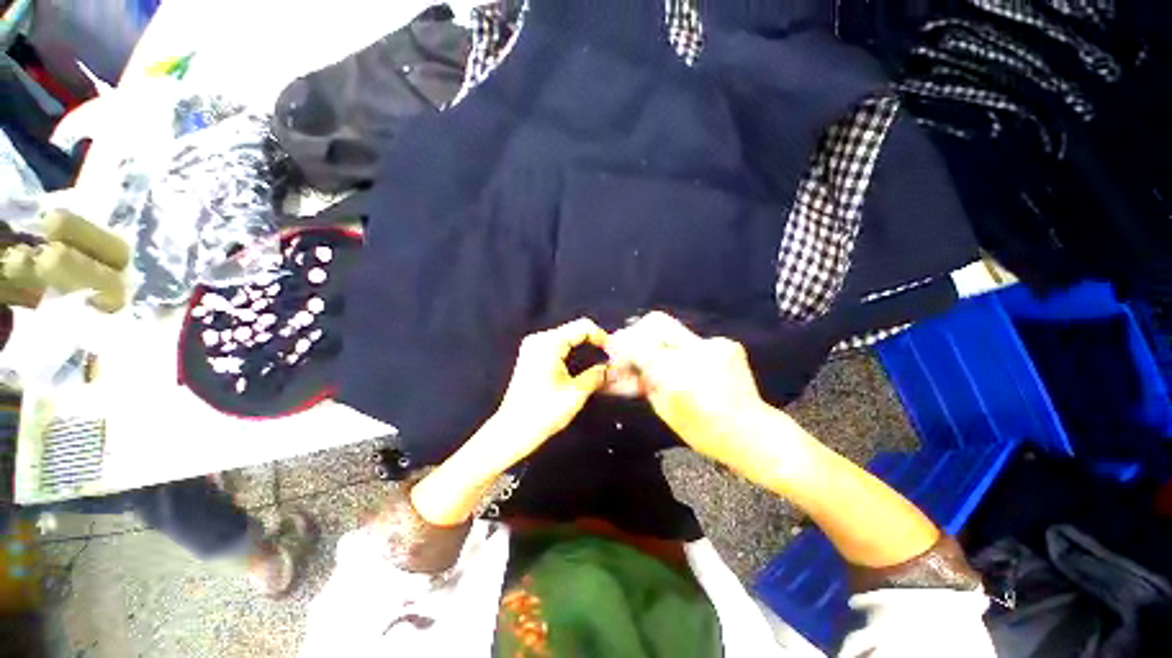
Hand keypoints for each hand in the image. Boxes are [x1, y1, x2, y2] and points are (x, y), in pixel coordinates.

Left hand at [491, 317, 609, 464]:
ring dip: (585, 348)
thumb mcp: (576, 393)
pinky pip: (558, 347)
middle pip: (574, 331)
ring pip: (567, 338)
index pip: (582, 327)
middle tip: (612, 358)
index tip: (615, 353)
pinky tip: (584, 365)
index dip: (602, 337)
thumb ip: (597, 375)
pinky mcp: (531, 357)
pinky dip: (573, 353)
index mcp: (549, 343)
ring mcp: (533, 347)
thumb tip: (614, 368)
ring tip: (602, 362)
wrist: (512, 431)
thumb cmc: (544, 412)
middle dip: (595, 342)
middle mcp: (539, 339)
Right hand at [605, 312, 770, 467]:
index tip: (613, 349)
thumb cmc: (704, 431)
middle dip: (638, 330)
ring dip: (660, 342)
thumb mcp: (665, 410)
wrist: (753, 432)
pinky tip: (686, 366)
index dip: (621, 344)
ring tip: (659, 361)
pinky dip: (682, 349)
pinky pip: (693, 340)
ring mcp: (714, 344)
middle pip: (657, 322)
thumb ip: (643, 382)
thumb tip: (622, 368)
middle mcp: (696, 351)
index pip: (638, 345)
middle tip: (632, 346)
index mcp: (677, 374)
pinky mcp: (727, 343)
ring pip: (674, 329)